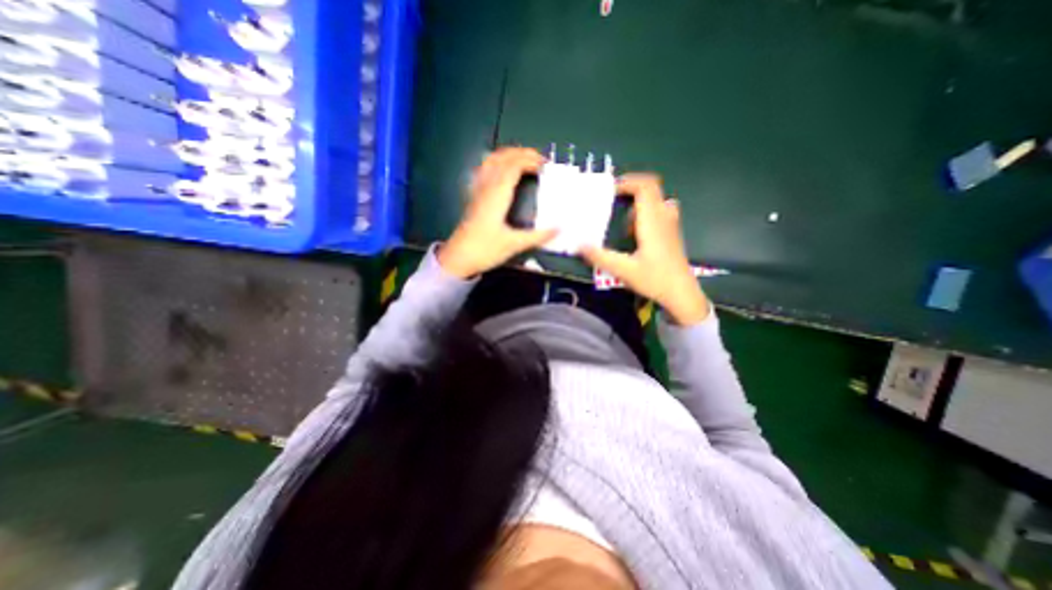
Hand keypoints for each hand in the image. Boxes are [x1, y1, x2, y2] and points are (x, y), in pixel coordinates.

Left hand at [441, 144, 562, 277]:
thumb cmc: (485, 250)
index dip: (530, 161)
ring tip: (524, 159)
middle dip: (522, 153)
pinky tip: (502, 169)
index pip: (514, 166)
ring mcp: (478, 190)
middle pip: (503, 158)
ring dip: (509, 155)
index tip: (546, 166)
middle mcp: (486, 187)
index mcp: (497, 195)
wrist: (458, 258)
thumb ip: (537, 236)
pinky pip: (484, 170)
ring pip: (491, 161)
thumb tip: (559, 229)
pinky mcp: (474, 197)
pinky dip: (497, 163)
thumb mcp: (514, 245)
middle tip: (540, 159)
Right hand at [578, 172, 711, 327]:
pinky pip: (659, 211)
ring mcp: (670, 224)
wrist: (682, 293)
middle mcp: (664, 217)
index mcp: (653, 221)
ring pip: (655, 200)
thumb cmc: (654, 280)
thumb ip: (600, 257)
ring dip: (638, 203)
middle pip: (651, 188)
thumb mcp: (623, 270)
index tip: (609, 191)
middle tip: (612, 201)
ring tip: (622, 221)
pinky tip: (635, 232)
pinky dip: (645, 212)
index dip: (627, 182)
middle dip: (631, 189)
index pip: (645, 187)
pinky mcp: (671, 232)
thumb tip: (578, 245)